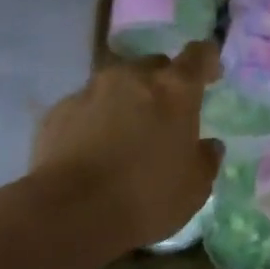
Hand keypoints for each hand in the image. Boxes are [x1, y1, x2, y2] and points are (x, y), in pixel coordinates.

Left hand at [31, 42, 221, 251]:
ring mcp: (92, 89)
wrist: (68, 213)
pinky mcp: (59, 109)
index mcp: (175, 89)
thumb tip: (209, 145)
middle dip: (163, 84)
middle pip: (155, 65)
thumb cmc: (145, 197)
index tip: (210, 76)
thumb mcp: (194, 188)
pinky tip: (92, 149)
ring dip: (127, 99)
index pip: (199, 55)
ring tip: (125, 134)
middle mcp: (133, 77)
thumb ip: (206, 159)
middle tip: (165, 116)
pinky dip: (95, 118)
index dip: (207, 60)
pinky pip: (87, 105)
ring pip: (118, 83)